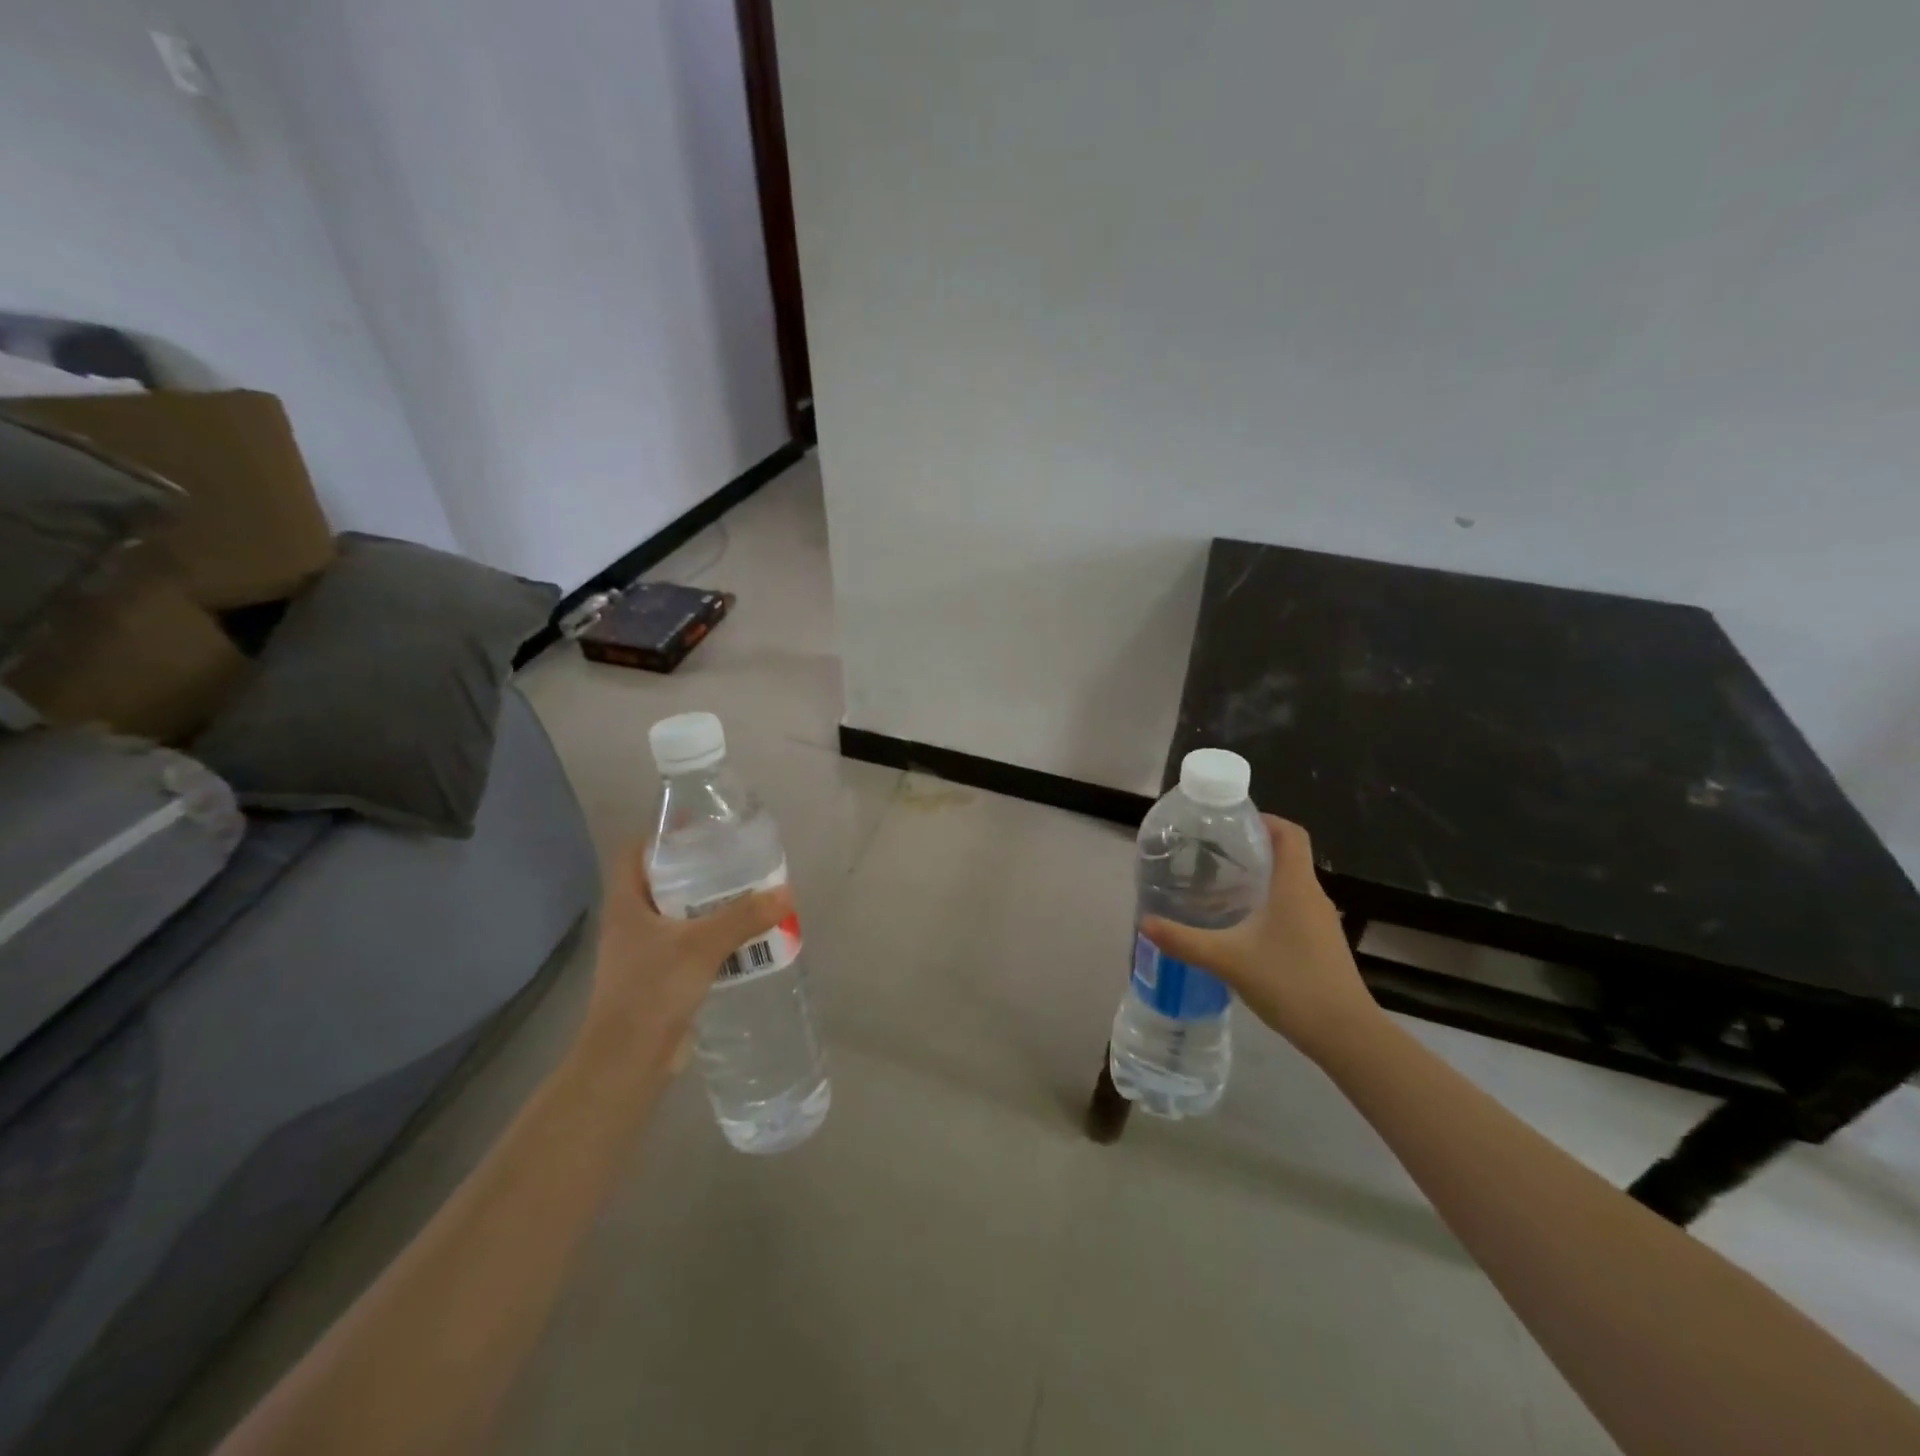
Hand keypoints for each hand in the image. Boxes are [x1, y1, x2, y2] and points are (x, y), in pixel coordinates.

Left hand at [574, 845, 793, 1089]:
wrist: (627, 1060)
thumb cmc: (652, 990)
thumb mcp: (702, 946)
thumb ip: (743, 918)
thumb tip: (786, 893)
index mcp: (627, 903)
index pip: (635, 853)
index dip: (662, 836)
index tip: (699, 829)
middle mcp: (631, 922)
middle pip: (662, 882)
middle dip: (698, 871)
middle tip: (736, 861)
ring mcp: (643, 952)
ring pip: (678, 915)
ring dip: (709, 906)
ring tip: (748, 895)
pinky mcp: (659, 977)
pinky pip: (689, 945)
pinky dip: (713, 937)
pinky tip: (743, 938)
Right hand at [1140, 815, 1382, 1064]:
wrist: (1345, 1035)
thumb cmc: (1290, 983)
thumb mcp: (1227, 960)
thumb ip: (1184, 940)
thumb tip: (1145, 923)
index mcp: (1295, 885)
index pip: (1289, 832)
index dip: (1264, 819)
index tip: (1230, 822)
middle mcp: (1312, 895)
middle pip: (1287, 855)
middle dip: (1252, 848)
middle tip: (1211, 853)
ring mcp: (1321, 921)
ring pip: (1289, 884)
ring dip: (1259, 879)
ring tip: (1219, 887)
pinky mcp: (1321, 944)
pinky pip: (1293, 908)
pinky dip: (1268, 905)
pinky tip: (1241, 926)